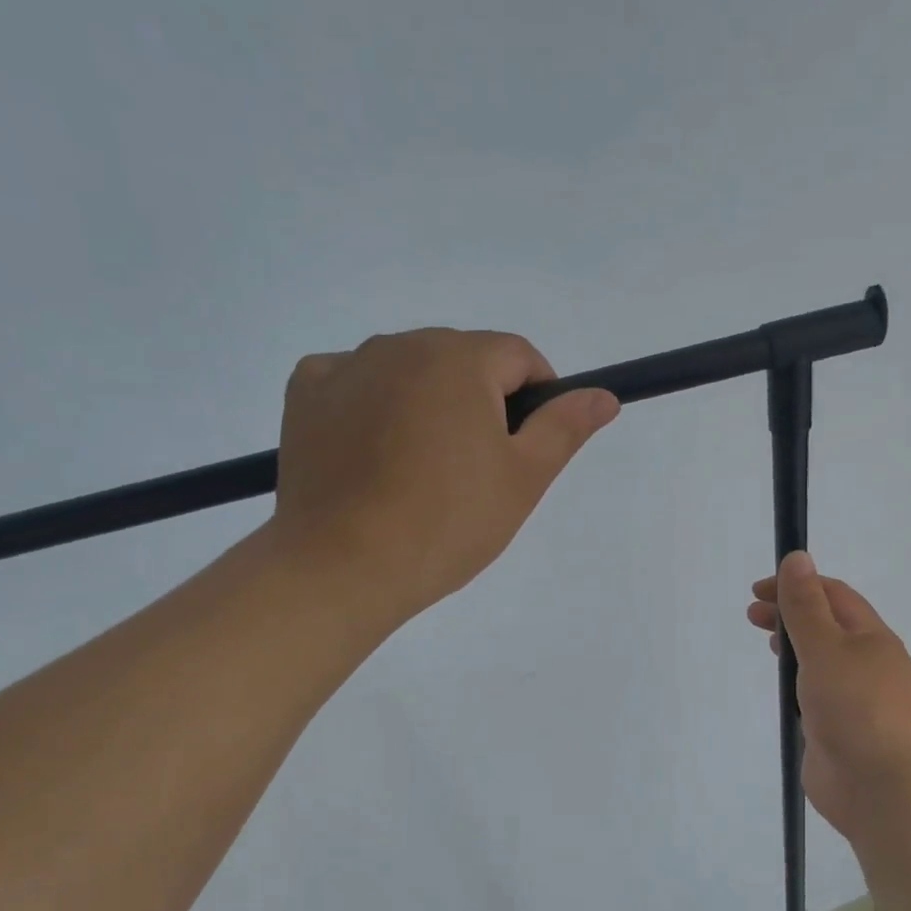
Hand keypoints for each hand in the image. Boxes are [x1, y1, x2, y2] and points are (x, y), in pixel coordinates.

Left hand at [271, 330, 617, 625]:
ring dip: (428, 403)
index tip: (529, 445)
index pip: (518, 355)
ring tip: (422, 470)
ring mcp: (346, 366)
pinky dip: (372, 406)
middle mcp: (400, 344)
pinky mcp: (305, 394)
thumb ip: (564, 428)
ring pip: (408, 371)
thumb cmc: (448, 523)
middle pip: (461, 360)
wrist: (344, 566)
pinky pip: (355, 384)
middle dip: (481, 401)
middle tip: (477, 470)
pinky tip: (374, 453)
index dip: (538, 395)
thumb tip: (604, 395)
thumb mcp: (523, 479)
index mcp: (459, 359)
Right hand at [747, 551, 910, 840]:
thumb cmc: (856, 709)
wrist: (883, 788)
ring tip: (767, 646)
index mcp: (871, 637)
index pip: (833, 595)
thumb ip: (805, 606)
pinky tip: (783, 690)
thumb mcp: (825, 648)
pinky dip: (798, 683)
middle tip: (752, 617)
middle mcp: (867, 664)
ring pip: (822, 661)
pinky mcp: (841, 729)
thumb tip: (797, 557)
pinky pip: (817, 695)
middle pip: (827, 626)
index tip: (757, 591)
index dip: (796, 585)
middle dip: (790, 614)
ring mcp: (855, 699)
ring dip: (795, 647)